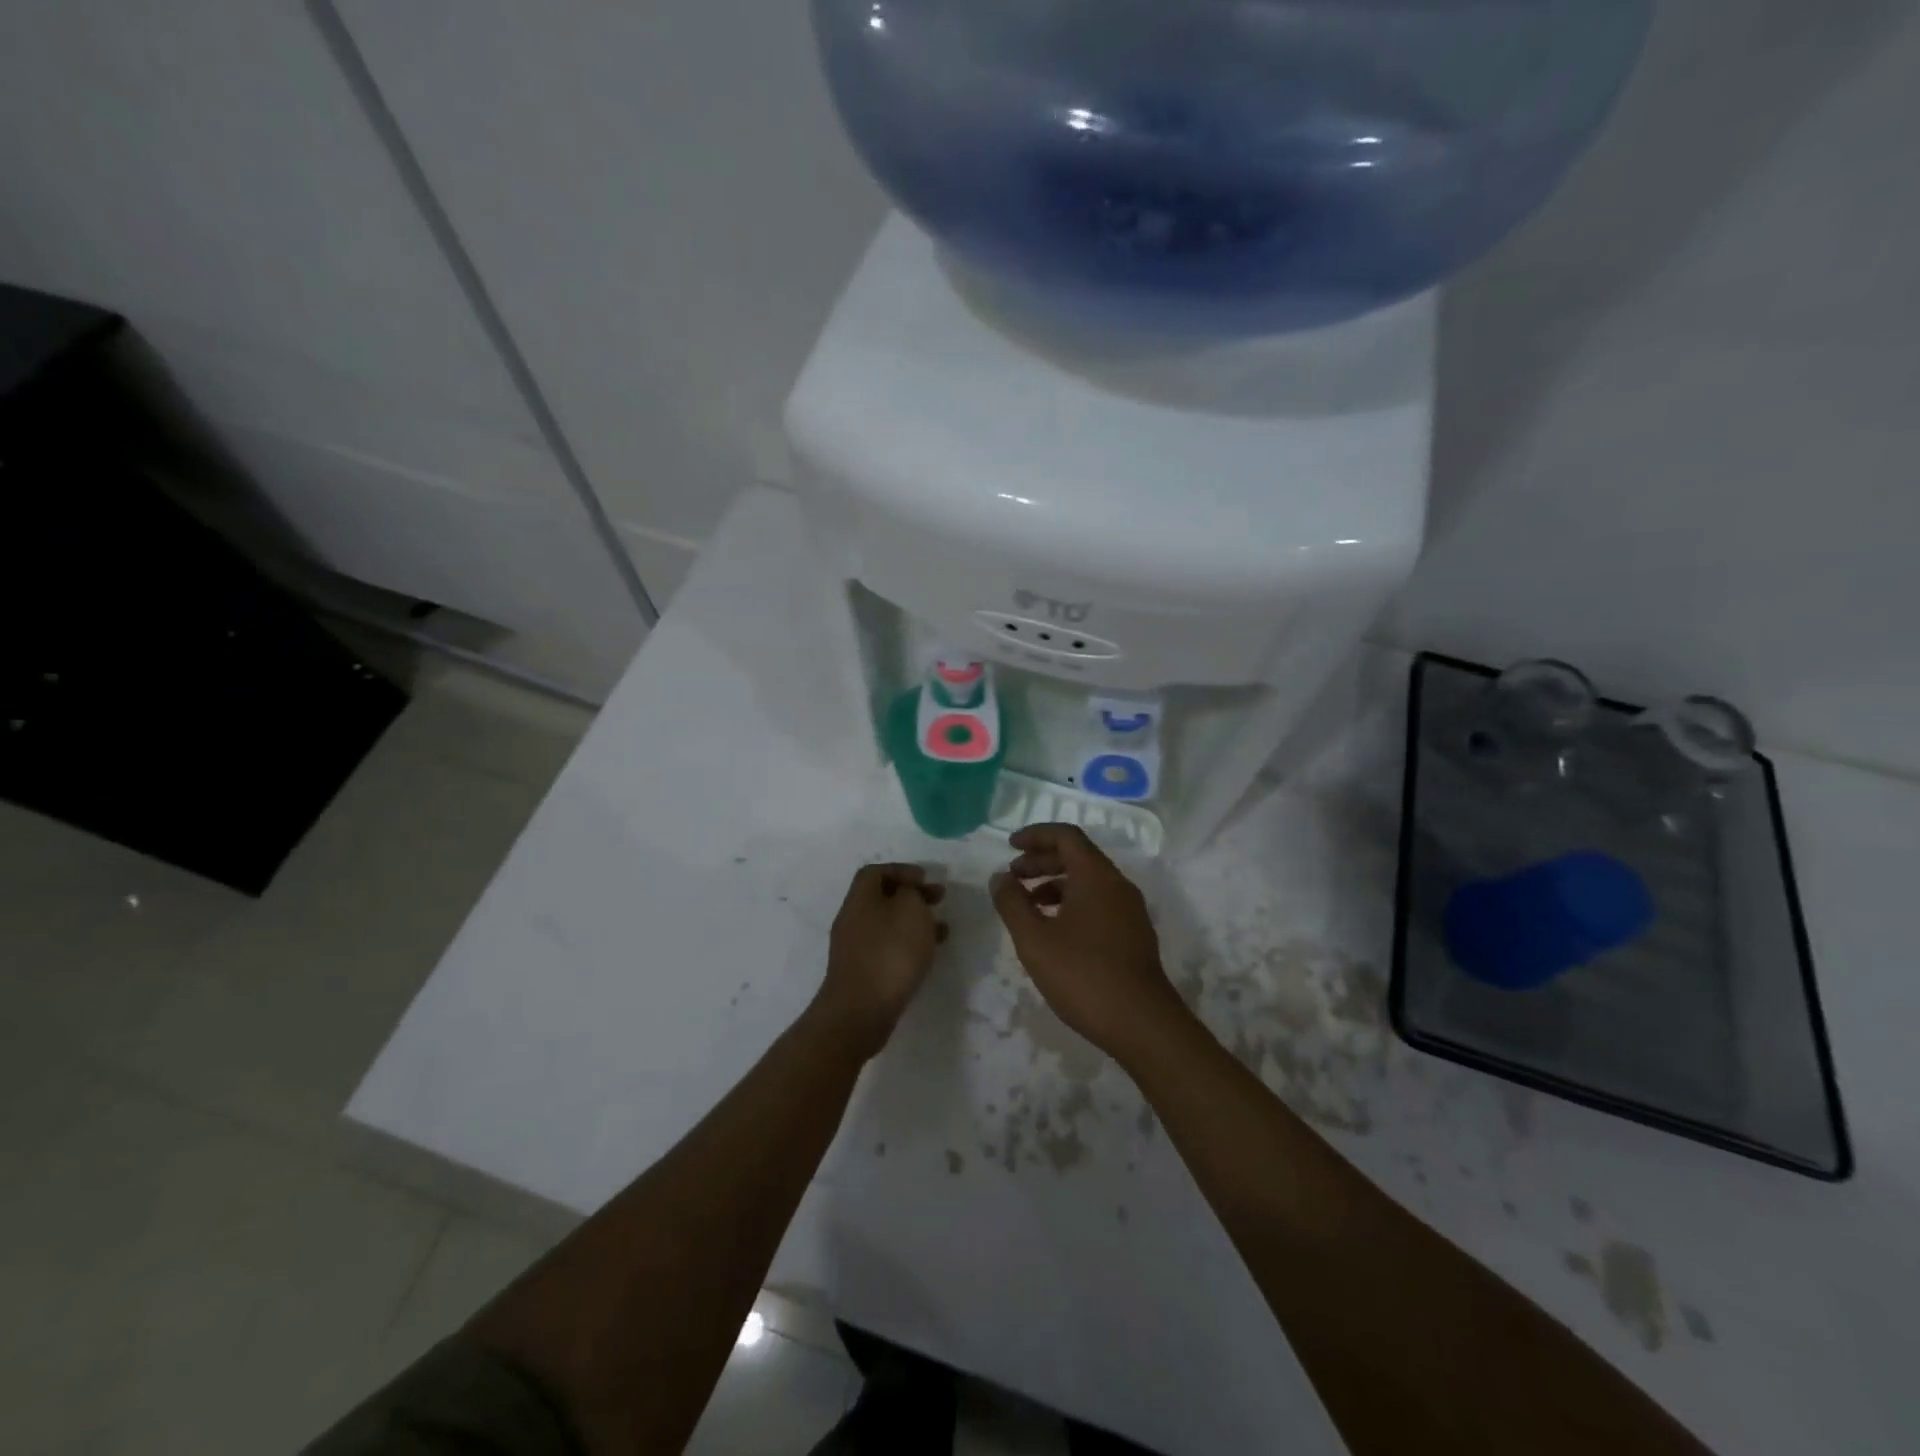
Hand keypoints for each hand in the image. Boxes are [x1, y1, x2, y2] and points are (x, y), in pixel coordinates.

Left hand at [815, 863, 947, 1058]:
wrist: (861, 1011)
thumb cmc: (889, 952)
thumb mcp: (910, 910)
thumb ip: (911, 893)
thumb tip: (907, 893)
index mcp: (860, 898)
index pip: (875, 871)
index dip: (902, 870)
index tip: (926, 878)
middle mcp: (852, 918)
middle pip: (882, 897)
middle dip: (912, 895)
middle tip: (939, 899)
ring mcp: (854, 947)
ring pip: (888, 924)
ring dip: (914, 921)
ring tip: (942, 928)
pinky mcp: (862, 971)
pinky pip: (887, 947)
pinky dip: (908, 944)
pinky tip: (928, 954)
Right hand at [990, 824, 1187, 1065]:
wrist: (1142, 1023)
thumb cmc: (1083, 974)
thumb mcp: (1034, 939)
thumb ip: (1012, 903)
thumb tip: (1000, 878)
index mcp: (1096, 875)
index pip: (1066, 836)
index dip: (1036, 835)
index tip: (1010, 846)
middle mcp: (1117, 884)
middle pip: (1077, 856)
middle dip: (1041, 861)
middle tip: (1012, 876)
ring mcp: (1129, 910)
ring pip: (1088, 882)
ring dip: (1055, 884)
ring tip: (1027, 906)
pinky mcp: (1134, 934)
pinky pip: (1099, 902)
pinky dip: (1072, 903)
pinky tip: (1054, 931)